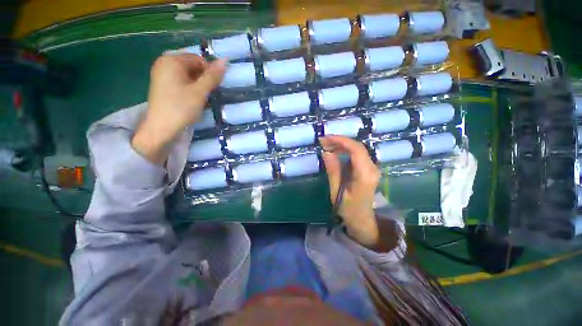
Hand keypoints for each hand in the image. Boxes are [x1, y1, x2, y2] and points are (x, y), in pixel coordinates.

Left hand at [132, 54, 225, 163]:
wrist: (161, 127)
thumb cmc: (181, 107)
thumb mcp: (200, 92)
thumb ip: (212, 76)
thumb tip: (225, 60)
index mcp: (172, 60)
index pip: (198, 59)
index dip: (209, 72)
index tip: (213, 87)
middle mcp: (164, 62)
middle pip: (191, 65)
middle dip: (202, 78)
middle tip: (206, 94)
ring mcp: (161, 74)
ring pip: (187, 74)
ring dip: (197, 84)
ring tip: (200, 98)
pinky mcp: (162, 84)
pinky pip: (180, 80)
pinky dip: (189, 88)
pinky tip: (191, 99)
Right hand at [320, 136, 380, 248]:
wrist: (362, 220)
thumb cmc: (348, 209)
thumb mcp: (337, 191)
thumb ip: (333, 171)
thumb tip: (326, 152)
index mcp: (365, 175)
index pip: (356, 149)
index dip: (341, 140)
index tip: (326, 138)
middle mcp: (372, 168)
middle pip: (357, 147)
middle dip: (340, 141)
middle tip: (323, 142)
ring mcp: (372, 168)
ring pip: (357, 149)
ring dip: (342, 145)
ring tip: (326, 146)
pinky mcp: (368, 169)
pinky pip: (357, 155)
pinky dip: (345, 151)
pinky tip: (335, 152)